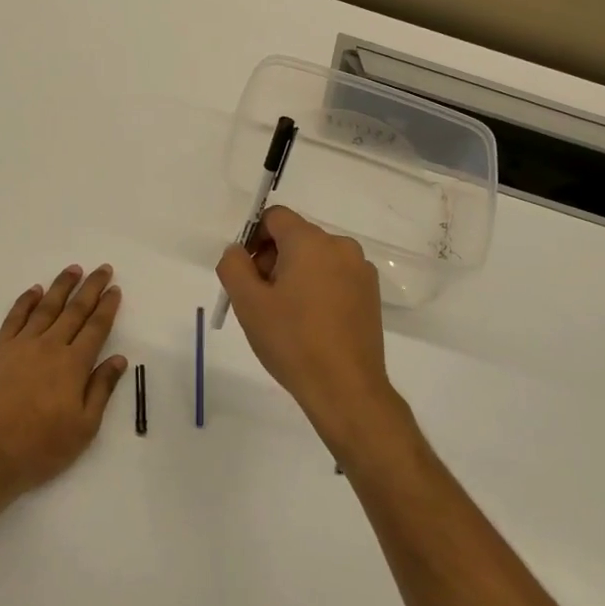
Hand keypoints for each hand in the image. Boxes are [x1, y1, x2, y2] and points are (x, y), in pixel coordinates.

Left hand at [0, 264, 126, 496]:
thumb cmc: (42, 447)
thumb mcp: (84, 426)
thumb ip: (101, 388)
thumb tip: (118, 359)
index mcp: (74, 365)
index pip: (96, 327)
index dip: (107, 307)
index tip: (115, 289)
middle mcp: (50, 347)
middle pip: (75, 311)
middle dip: (91, 288)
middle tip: (102, 268)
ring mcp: (21, 346)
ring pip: (45, 308)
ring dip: (61, 287)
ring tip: (73, 270)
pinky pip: (13, 318)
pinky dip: (25, 302)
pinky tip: (34, 290)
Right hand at [215, 207, 419, 465]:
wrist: (345, 388)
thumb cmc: (292, 341)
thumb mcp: (248, 303)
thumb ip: (233, 265)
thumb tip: (238, 251)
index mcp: (310, 241)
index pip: (275, 217)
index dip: (253, 238)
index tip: (246, 273)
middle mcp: (340, 246)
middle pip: (296, 237)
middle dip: (273, 259)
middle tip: (261, 300)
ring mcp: (360, 270)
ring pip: (316, 258)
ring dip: (294, 276)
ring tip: (285, 316)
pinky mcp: (371, 294)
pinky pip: (335, 277)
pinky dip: (317, 289)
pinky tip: (310, 324)